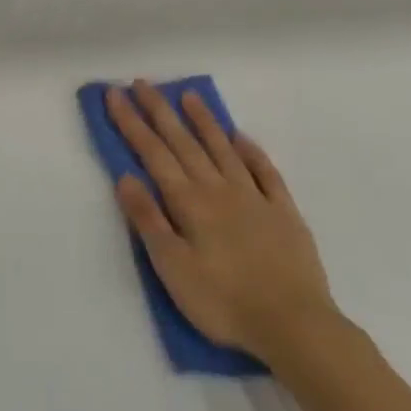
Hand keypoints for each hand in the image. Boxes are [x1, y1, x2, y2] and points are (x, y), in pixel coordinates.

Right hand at [107, 82, 338, 360]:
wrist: (295, 326)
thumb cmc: (222, 301)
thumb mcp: (172, 266)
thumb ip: (149, 219)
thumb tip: (126, 176)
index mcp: (189, 202)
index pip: (153, 153)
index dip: (132, 122)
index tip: (115, 94)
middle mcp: (219, 190)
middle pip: (184, 143)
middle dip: (160, 111)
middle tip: (143, 83)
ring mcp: (255, 198)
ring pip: (223, 149)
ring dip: (203, 121)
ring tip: (189, 96)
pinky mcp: (284, 213)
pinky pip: (265, 172)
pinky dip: (251, 151)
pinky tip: (240, 137)